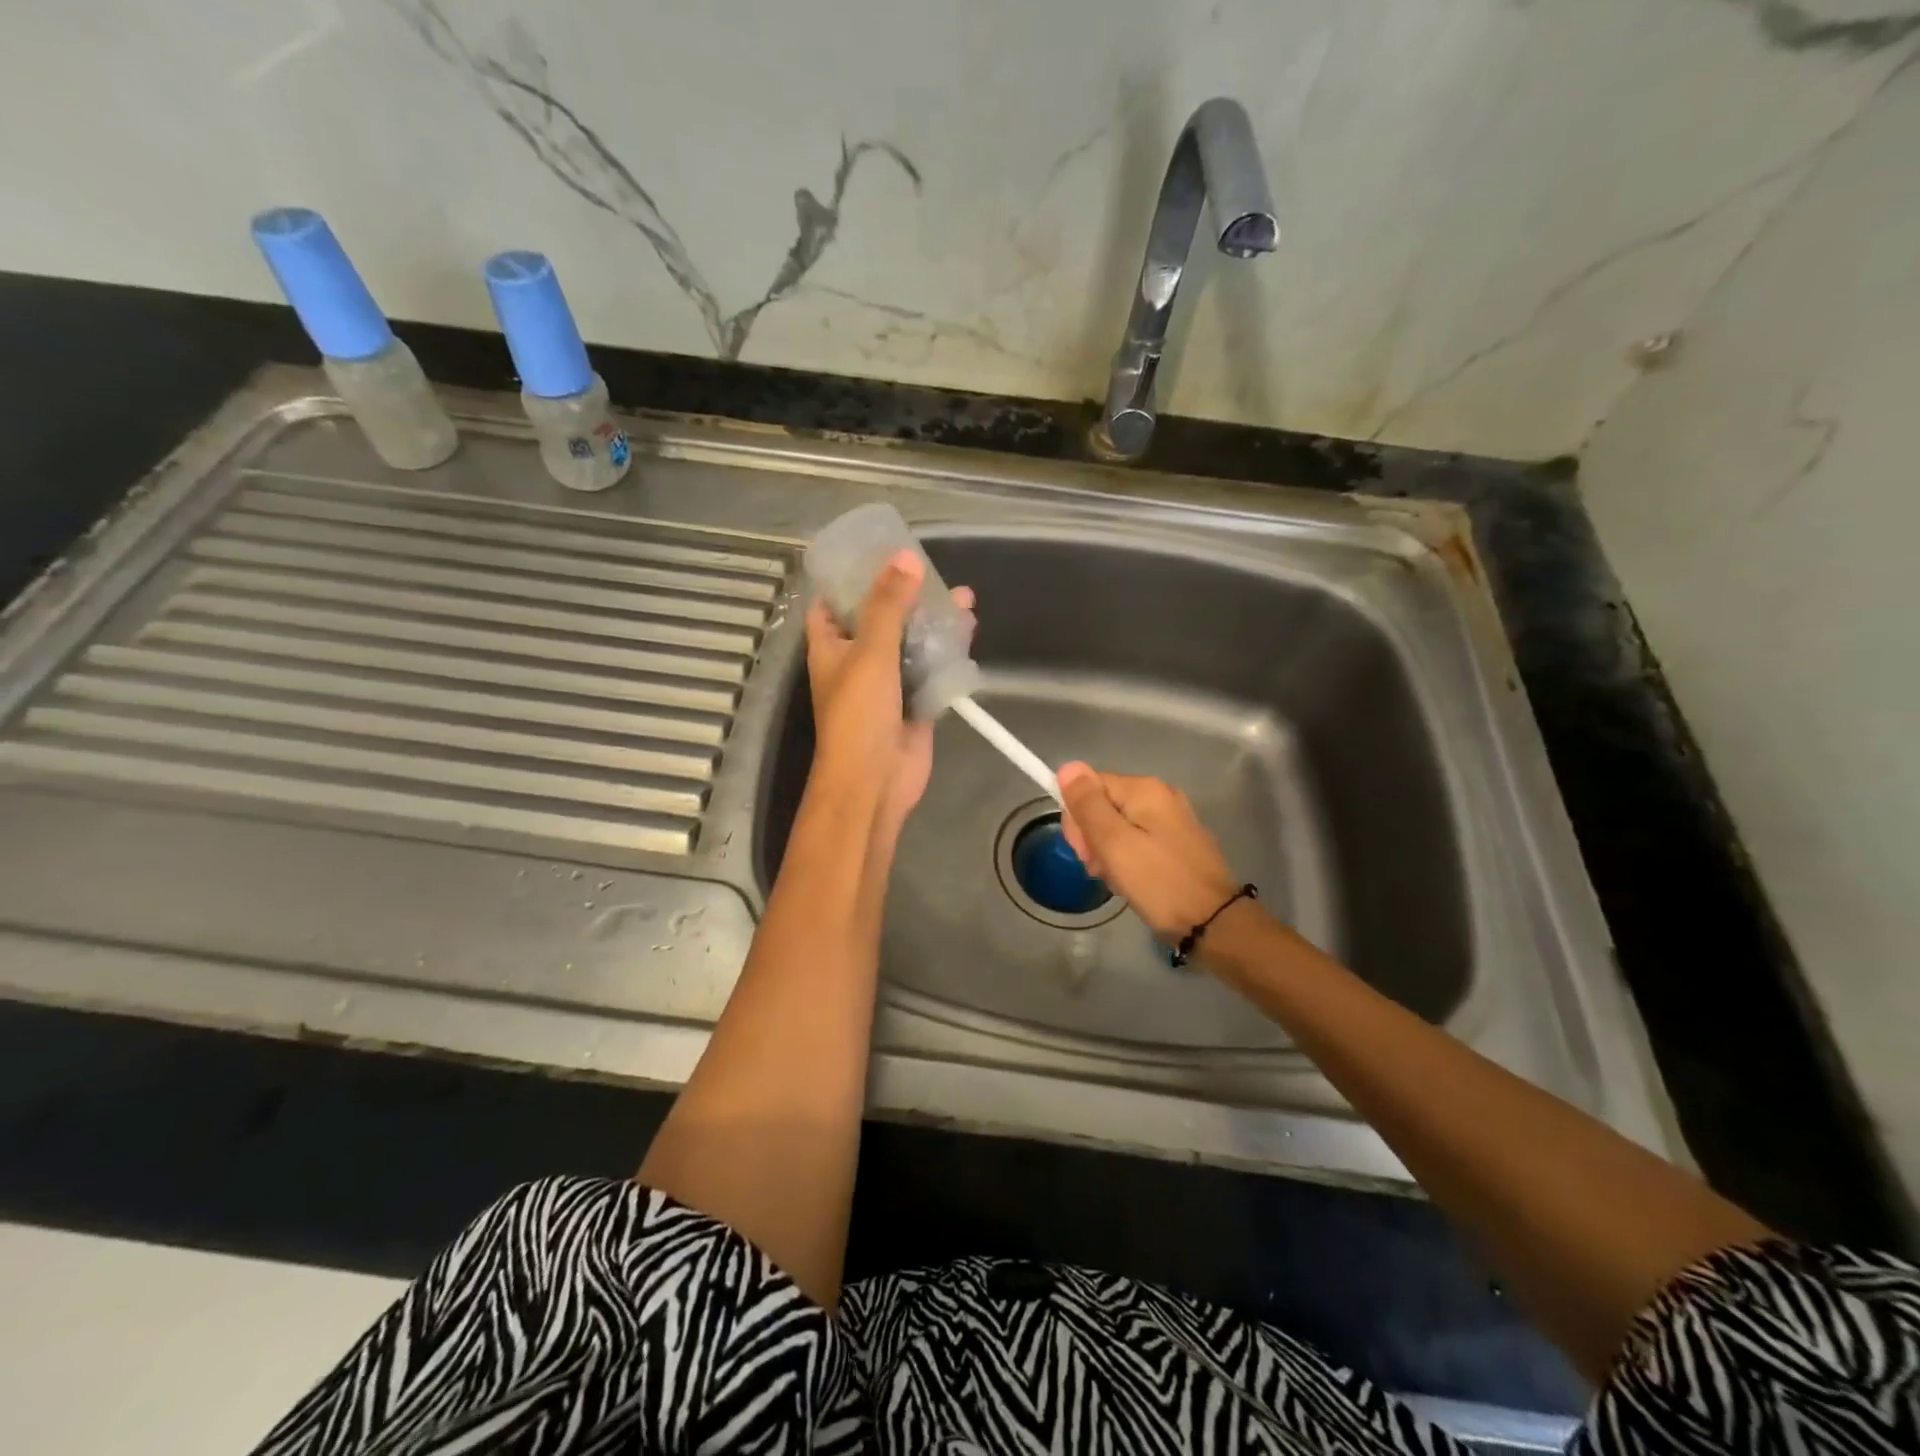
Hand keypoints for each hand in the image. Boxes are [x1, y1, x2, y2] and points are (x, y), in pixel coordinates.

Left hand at [804, 550, 973, 834]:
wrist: (876, 780)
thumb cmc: (859, 714)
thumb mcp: (870, 651)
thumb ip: (888, 605)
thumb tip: (906, 557)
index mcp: (830, 646)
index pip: (831, 602)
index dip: (848, 578)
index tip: (875, 553)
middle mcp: (856, 661)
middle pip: (880, 619)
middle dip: (906, 597)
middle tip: (933, 572)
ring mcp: (887, 684)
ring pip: (911, 644)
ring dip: (933, 623)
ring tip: (963, 598)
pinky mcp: (914, 703)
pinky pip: (931, 670)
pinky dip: (947, 653)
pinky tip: (968, 632)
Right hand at [1057, 763, 1238, 941]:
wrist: (1214, 922)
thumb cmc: (1158, 882)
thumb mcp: (1113, 843)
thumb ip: (1088, 804)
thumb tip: (1068, 766)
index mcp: (1144, 789)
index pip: (1089, 787)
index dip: (1078, 818)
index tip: (1084, 851)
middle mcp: (1160, 795)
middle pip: (1104, 806)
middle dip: (1093, 838)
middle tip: (1100, 868)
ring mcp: (1172, 820)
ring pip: (1118, 827)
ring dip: (1108, 853)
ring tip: (1117, 880)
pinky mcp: (1178, 843)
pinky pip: (1137, 842)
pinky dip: (1128, 860)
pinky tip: (1131, 882)